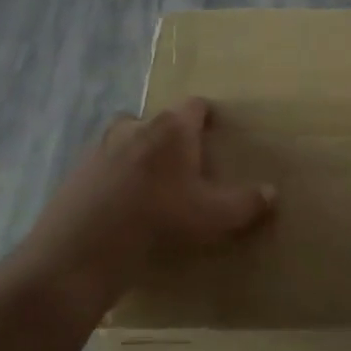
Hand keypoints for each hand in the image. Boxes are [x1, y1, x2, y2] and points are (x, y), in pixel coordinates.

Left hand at [16, 98, 275, 314]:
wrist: (84, 245)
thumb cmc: (158, 219)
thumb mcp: (211, 216)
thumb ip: (245, 203)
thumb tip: (273, 193)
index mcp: (172, 128)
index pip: (195, 105)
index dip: (206, 116)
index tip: (213, 131)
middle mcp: (138, 125)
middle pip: (159, 120)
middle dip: (170, 136)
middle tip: (182, 164)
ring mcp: (102, 145)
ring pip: (127, 138)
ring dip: (138, 152)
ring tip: (148, 183)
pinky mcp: (78, 169)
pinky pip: (103, 164)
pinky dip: (112, 175)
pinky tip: (118, 204)